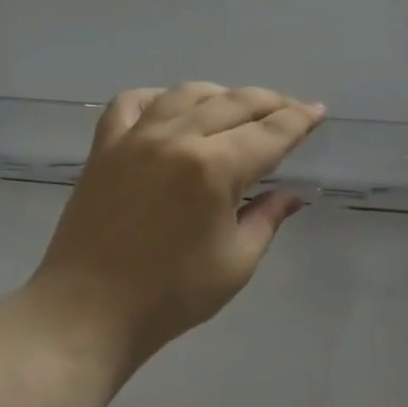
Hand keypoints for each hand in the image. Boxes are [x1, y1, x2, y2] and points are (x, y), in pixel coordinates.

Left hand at [24, 83, 325, 372]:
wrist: (88, 312)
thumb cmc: (171, 295)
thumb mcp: (236, 262)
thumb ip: (268, 218)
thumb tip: (293, 194)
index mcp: (215, 168)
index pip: (271, 132)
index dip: (300, 120)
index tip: (319, 111)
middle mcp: (178, 139)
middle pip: (234, 103)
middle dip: (270, 102)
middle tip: (290, 109)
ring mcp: (136, 138)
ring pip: (188, 94)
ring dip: (221, 94)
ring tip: (238, 107)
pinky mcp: (104, 148)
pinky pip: (132, 103)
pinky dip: (159, 98)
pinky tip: (172, 109)